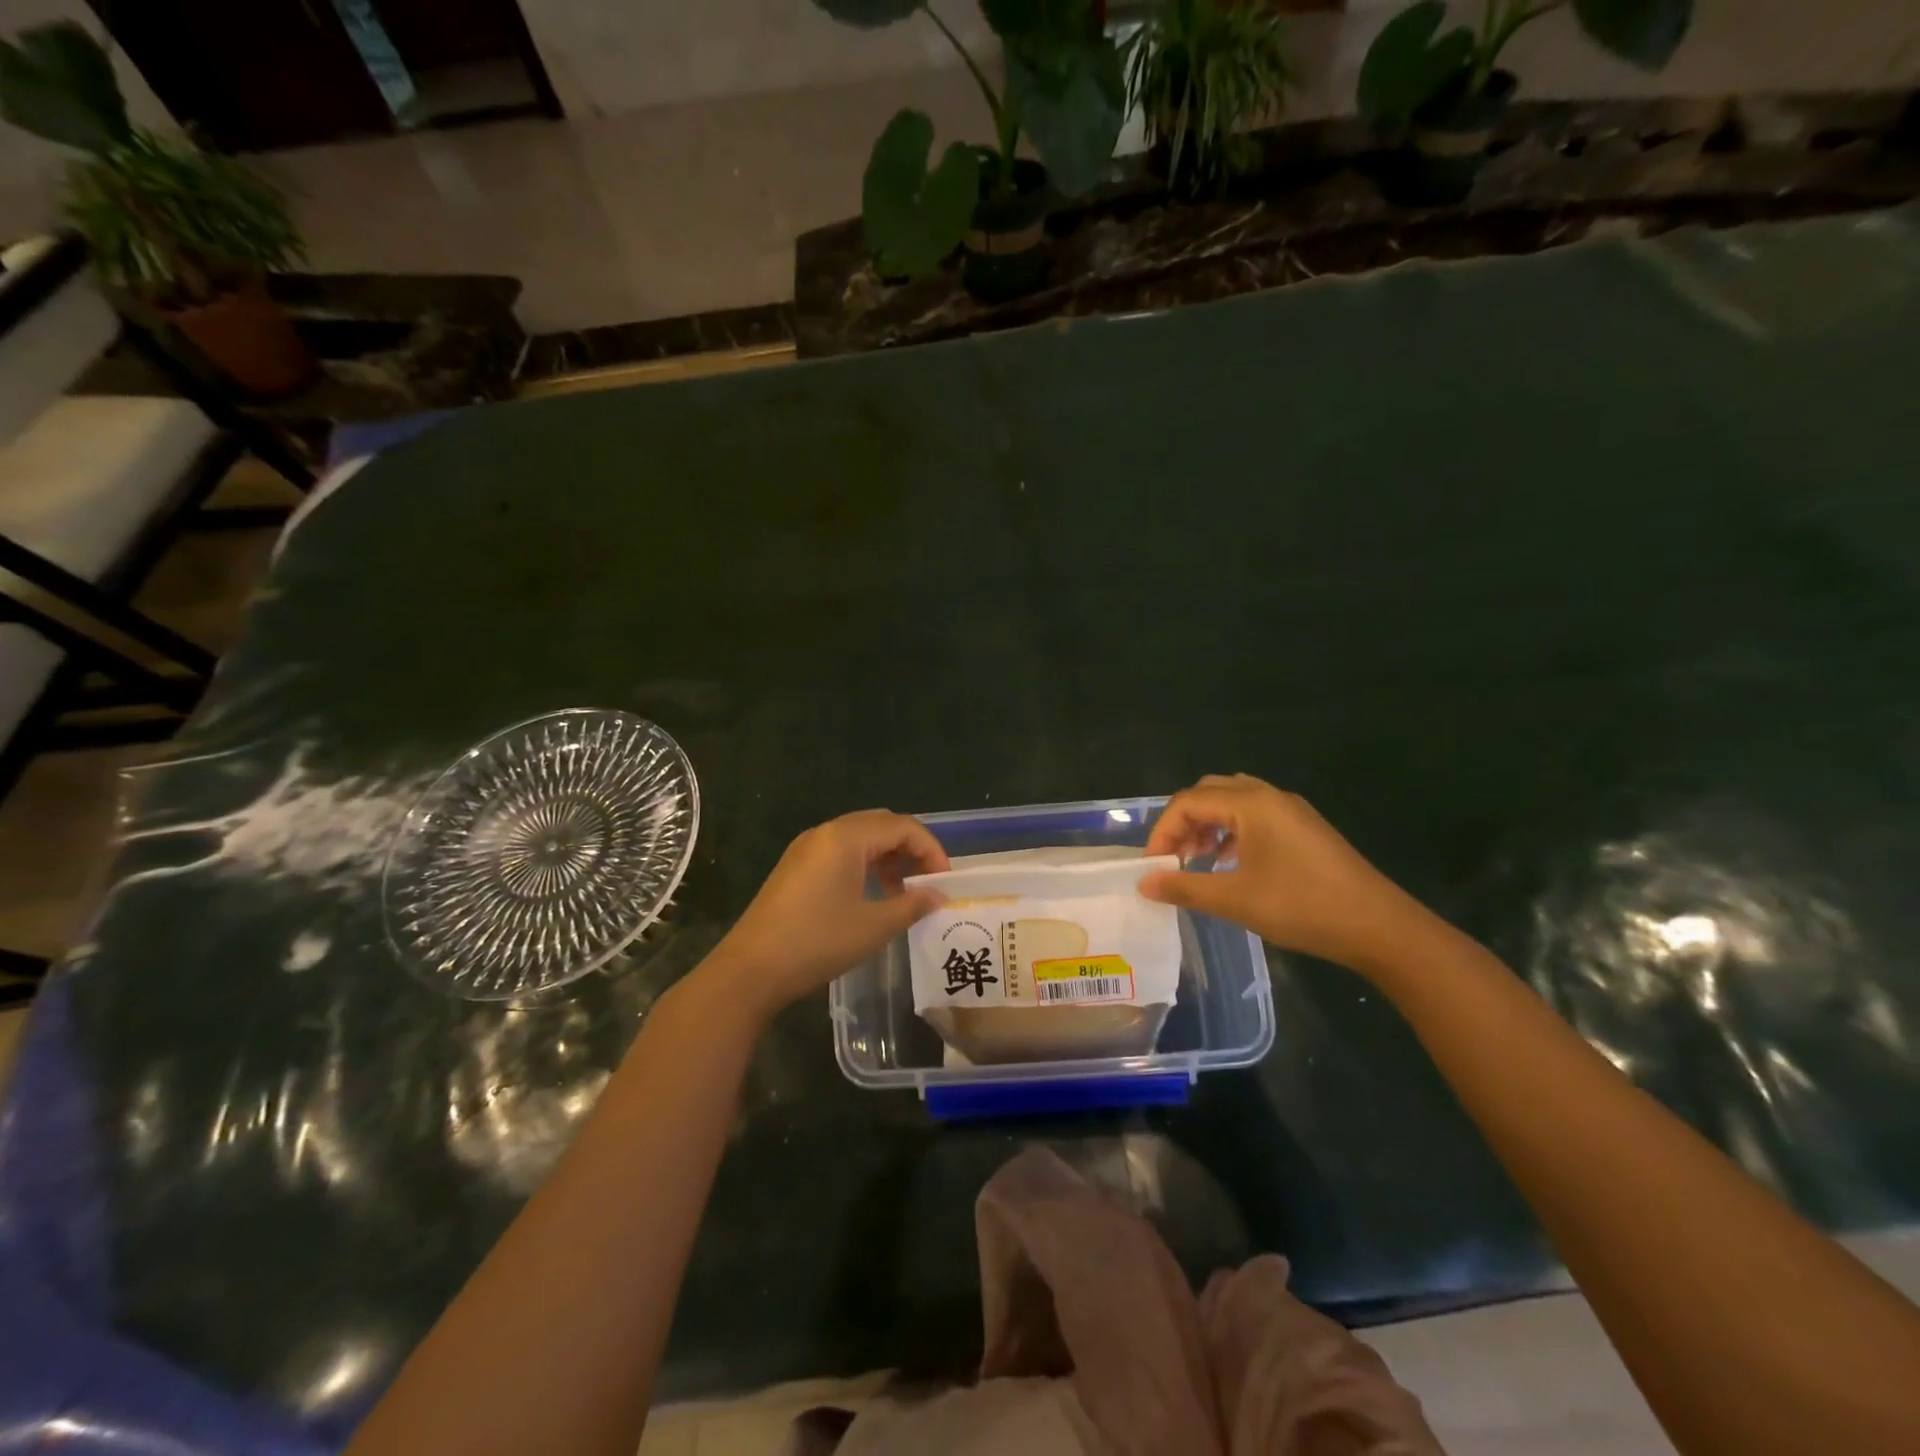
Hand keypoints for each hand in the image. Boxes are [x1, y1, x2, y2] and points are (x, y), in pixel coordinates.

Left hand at [706, 810, 949, 1018]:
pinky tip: (869, 896)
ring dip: (887, 857)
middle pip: (881, 824)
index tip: (945, 882)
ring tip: (901, 892)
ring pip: (860, 837)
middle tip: (928, 881)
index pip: (903, 827)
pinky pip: (840, 852)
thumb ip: (912, 905)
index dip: (931, 850)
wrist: (751, 969)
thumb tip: (938, 895)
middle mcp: (826, 832)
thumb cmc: (818, 942)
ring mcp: (806, 848)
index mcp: (847, 837)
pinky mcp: (795, 867)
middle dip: (911, 849)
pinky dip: (864, 865)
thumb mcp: (874, 926)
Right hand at [1141, 774, 1429, 975]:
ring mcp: (1291, 811)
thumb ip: (1185, 886)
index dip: (1163, 831)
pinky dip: (1231, 833)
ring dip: (1207, 827)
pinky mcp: (1304, 829)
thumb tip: (1145, 882)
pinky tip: (1230, 865)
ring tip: (1197, 861)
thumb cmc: (1302, 906)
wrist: (1379, 927)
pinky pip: (1255, 817)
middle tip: (1174, 858)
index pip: (1188, 802)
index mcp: (1251, 804)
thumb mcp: (1235, 899)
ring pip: (1233, 803)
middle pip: (1209, 793)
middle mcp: (1269, 796)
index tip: (1154, 866)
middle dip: (1184, 823)